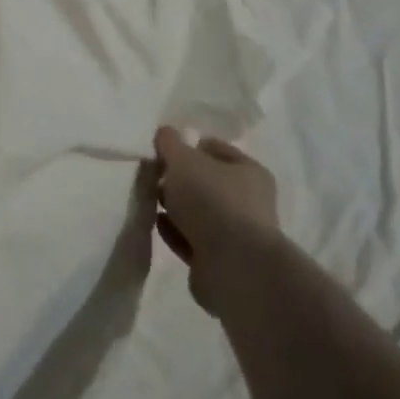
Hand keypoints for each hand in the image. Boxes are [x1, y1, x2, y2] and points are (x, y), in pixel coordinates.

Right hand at [153, 127, 280, 312]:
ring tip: (150, 199)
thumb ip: (171, 144)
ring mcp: (235, 233)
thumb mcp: (184, 160)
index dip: (190, 147)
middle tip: (154, 176)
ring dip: (176, 207)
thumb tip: (165, 132)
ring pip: (199, 213)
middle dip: (180, 179)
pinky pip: (192, 239)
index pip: (216, 150)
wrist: (233, 266)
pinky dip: (175, 231)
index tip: (164, 151)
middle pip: (206, 182)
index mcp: (249, 171)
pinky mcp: (220, 261)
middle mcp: (247, 201)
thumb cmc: (212, 200)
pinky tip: (157, 224)